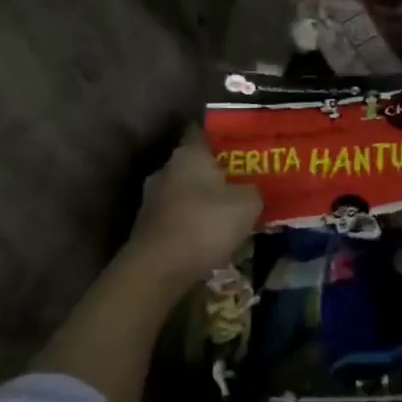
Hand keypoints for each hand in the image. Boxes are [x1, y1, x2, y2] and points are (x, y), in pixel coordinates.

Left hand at [127, 127, 262, 287]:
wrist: (158, 270)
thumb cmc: (205, 224)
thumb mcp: (248, 203)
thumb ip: (255, 189)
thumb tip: (254, 188)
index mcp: (188, 154)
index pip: (204, 131)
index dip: (224, 136)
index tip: (244, 145)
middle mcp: (165, 169)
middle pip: (195, 163)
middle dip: (217, 172)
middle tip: (243, 181)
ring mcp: (151, 199)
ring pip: (185, 191)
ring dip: (204, 200)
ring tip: (229, 213)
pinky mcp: (146, 226)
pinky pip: (177, 215)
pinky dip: (192, 222)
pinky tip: (209, 236)